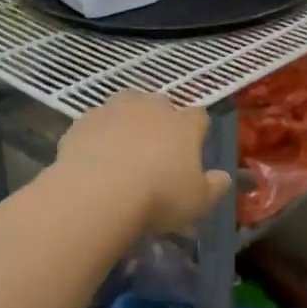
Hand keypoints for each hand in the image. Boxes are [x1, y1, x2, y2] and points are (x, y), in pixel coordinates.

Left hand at [56, 92, 232, 233]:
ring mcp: (114, 110)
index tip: (193, 148)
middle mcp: (151, 108)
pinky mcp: (83, 121)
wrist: (97, 193)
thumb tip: (224, 177)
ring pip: (126, 106)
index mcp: (184, 125)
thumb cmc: (158, 198)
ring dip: (127, 121)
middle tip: (156, 149)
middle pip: (161, 105)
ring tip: (122, 148)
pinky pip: (95, 123)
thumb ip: (214, 187)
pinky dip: (97, 135)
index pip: (199, 117)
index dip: (197, 131)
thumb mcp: (197, 202)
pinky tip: (93, 157)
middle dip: (161, 121)